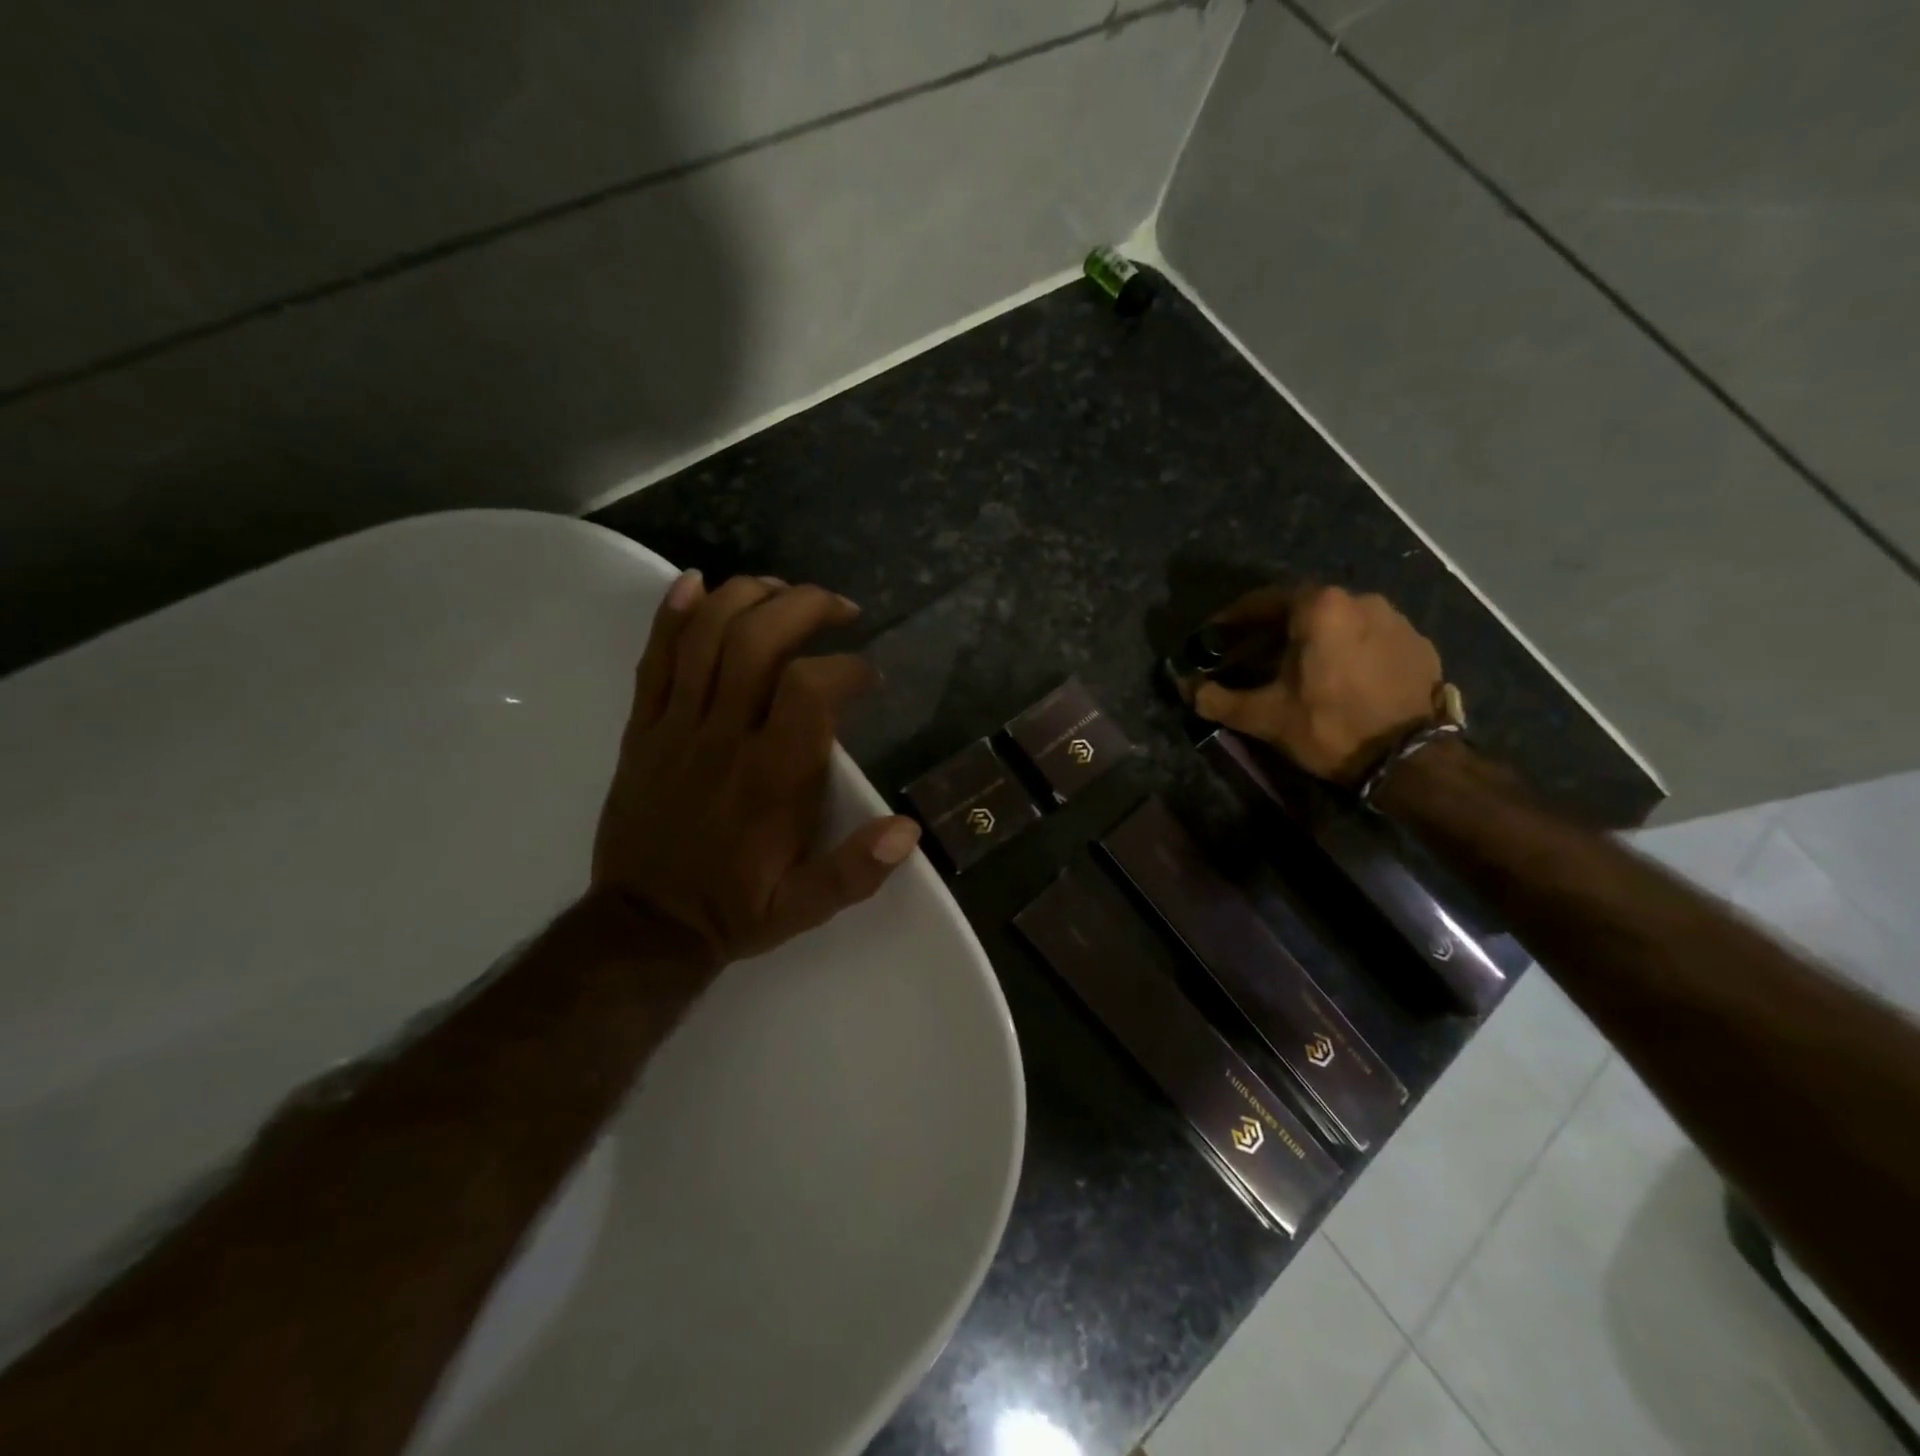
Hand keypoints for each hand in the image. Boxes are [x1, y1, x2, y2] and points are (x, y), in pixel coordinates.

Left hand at [590, 570, 921, 964]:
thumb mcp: (805, 907)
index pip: (809, 690)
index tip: (868, 676)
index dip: (846, 667)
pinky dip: (673, 614)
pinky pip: (653, 659)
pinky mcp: (643, 729)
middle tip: (840, 609)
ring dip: (748, 596)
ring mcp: (676, 728)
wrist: (644, 926)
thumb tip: (908, 828)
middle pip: (757, 642)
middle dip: (804, 606)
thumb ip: (856, 871)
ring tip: (784, 589)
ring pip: (705, 637)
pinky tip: (696, 582)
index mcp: (770, 778)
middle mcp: (723, 738)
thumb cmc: (734, 909)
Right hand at [1188, 585, 1444, 784]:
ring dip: (1309, 641)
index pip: (1261, 602)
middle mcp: (1359, 599)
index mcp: (1319, 607)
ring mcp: (1394, 619)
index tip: (1214, 638)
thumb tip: (1184, 687)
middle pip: (1300, 610)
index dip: (1231, 621)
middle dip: (1269, 633)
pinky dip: (1344, 651)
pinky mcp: (1417, 643)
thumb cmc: (1328, 726)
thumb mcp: (1263, 716)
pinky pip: (1367, 638)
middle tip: (1249, 659)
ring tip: (1293, 671)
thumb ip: (1216, 698)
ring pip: (1336, 623)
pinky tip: (1336, 679)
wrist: (1409, 759)